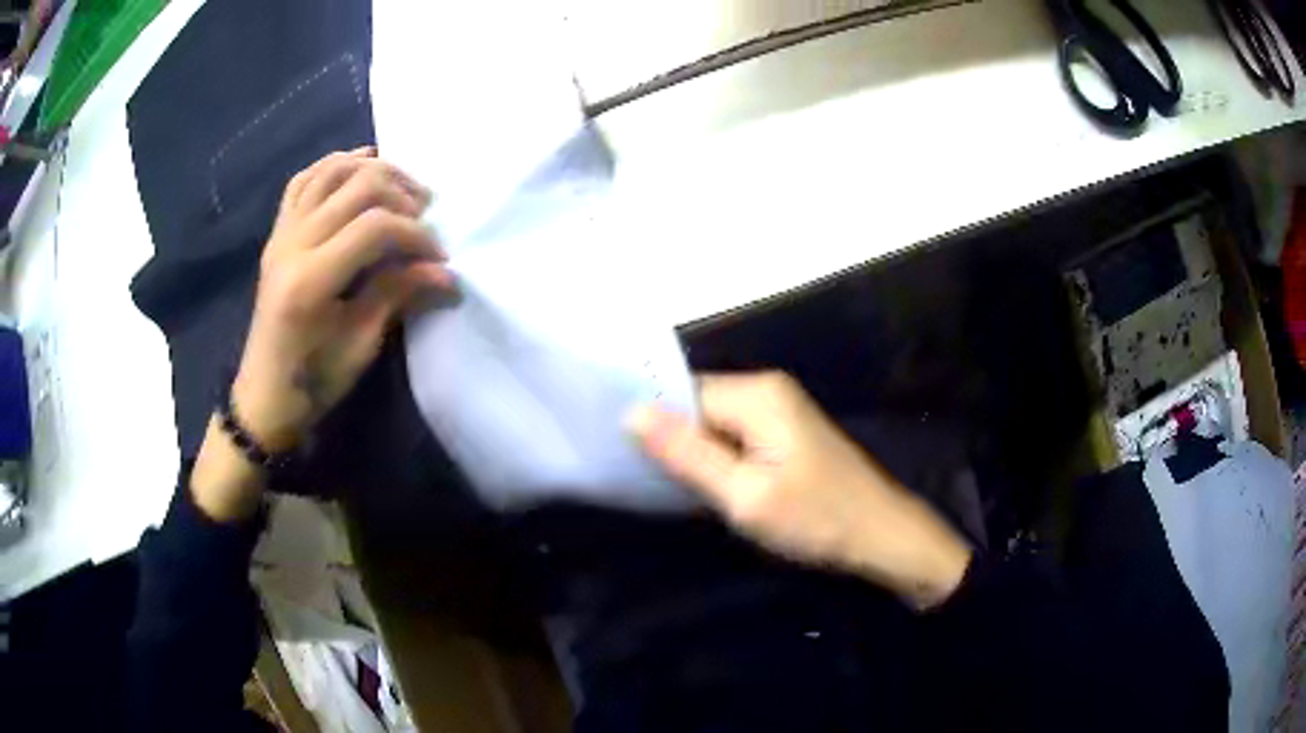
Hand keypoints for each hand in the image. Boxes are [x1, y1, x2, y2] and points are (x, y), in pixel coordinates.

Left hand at [192, 148, 450, 520]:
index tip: (439, 257)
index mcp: (311, 279)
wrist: (265, 394)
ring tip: (401, 187)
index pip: (374, 226)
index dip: (416, 234)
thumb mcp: (361, 344)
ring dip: (373, 169)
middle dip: (402, 193)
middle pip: (358, 185)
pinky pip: (303, 181)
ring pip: (331, 171)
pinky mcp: (277, 232)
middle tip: (425, 217)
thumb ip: (399, 294)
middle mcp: (293, 243)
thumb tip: (449, 273)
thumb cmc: (314, 380)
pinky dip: (334, 164)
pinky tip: (359, 166)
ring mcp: (281, 233)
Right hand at [629, 372, 971, 609]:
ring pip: (715, 426)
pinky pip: (735, 438)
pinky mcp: (786, 433)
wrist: (882, 537)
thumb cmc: (816, 518)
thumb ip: (686, 454)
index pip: (681, 395)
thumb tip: (630, 413)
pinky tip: (717, 490)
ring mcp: (780, 411)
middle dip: (678, 444)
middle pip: (698, 408)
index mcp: (757, 394)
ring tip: (684, 493)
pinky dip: (721, 462)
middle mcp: (767, 390)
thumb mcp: (744, 495)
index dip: (655, 427)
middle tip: (660, 488)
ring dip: (699, 457)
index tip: (632, 465)